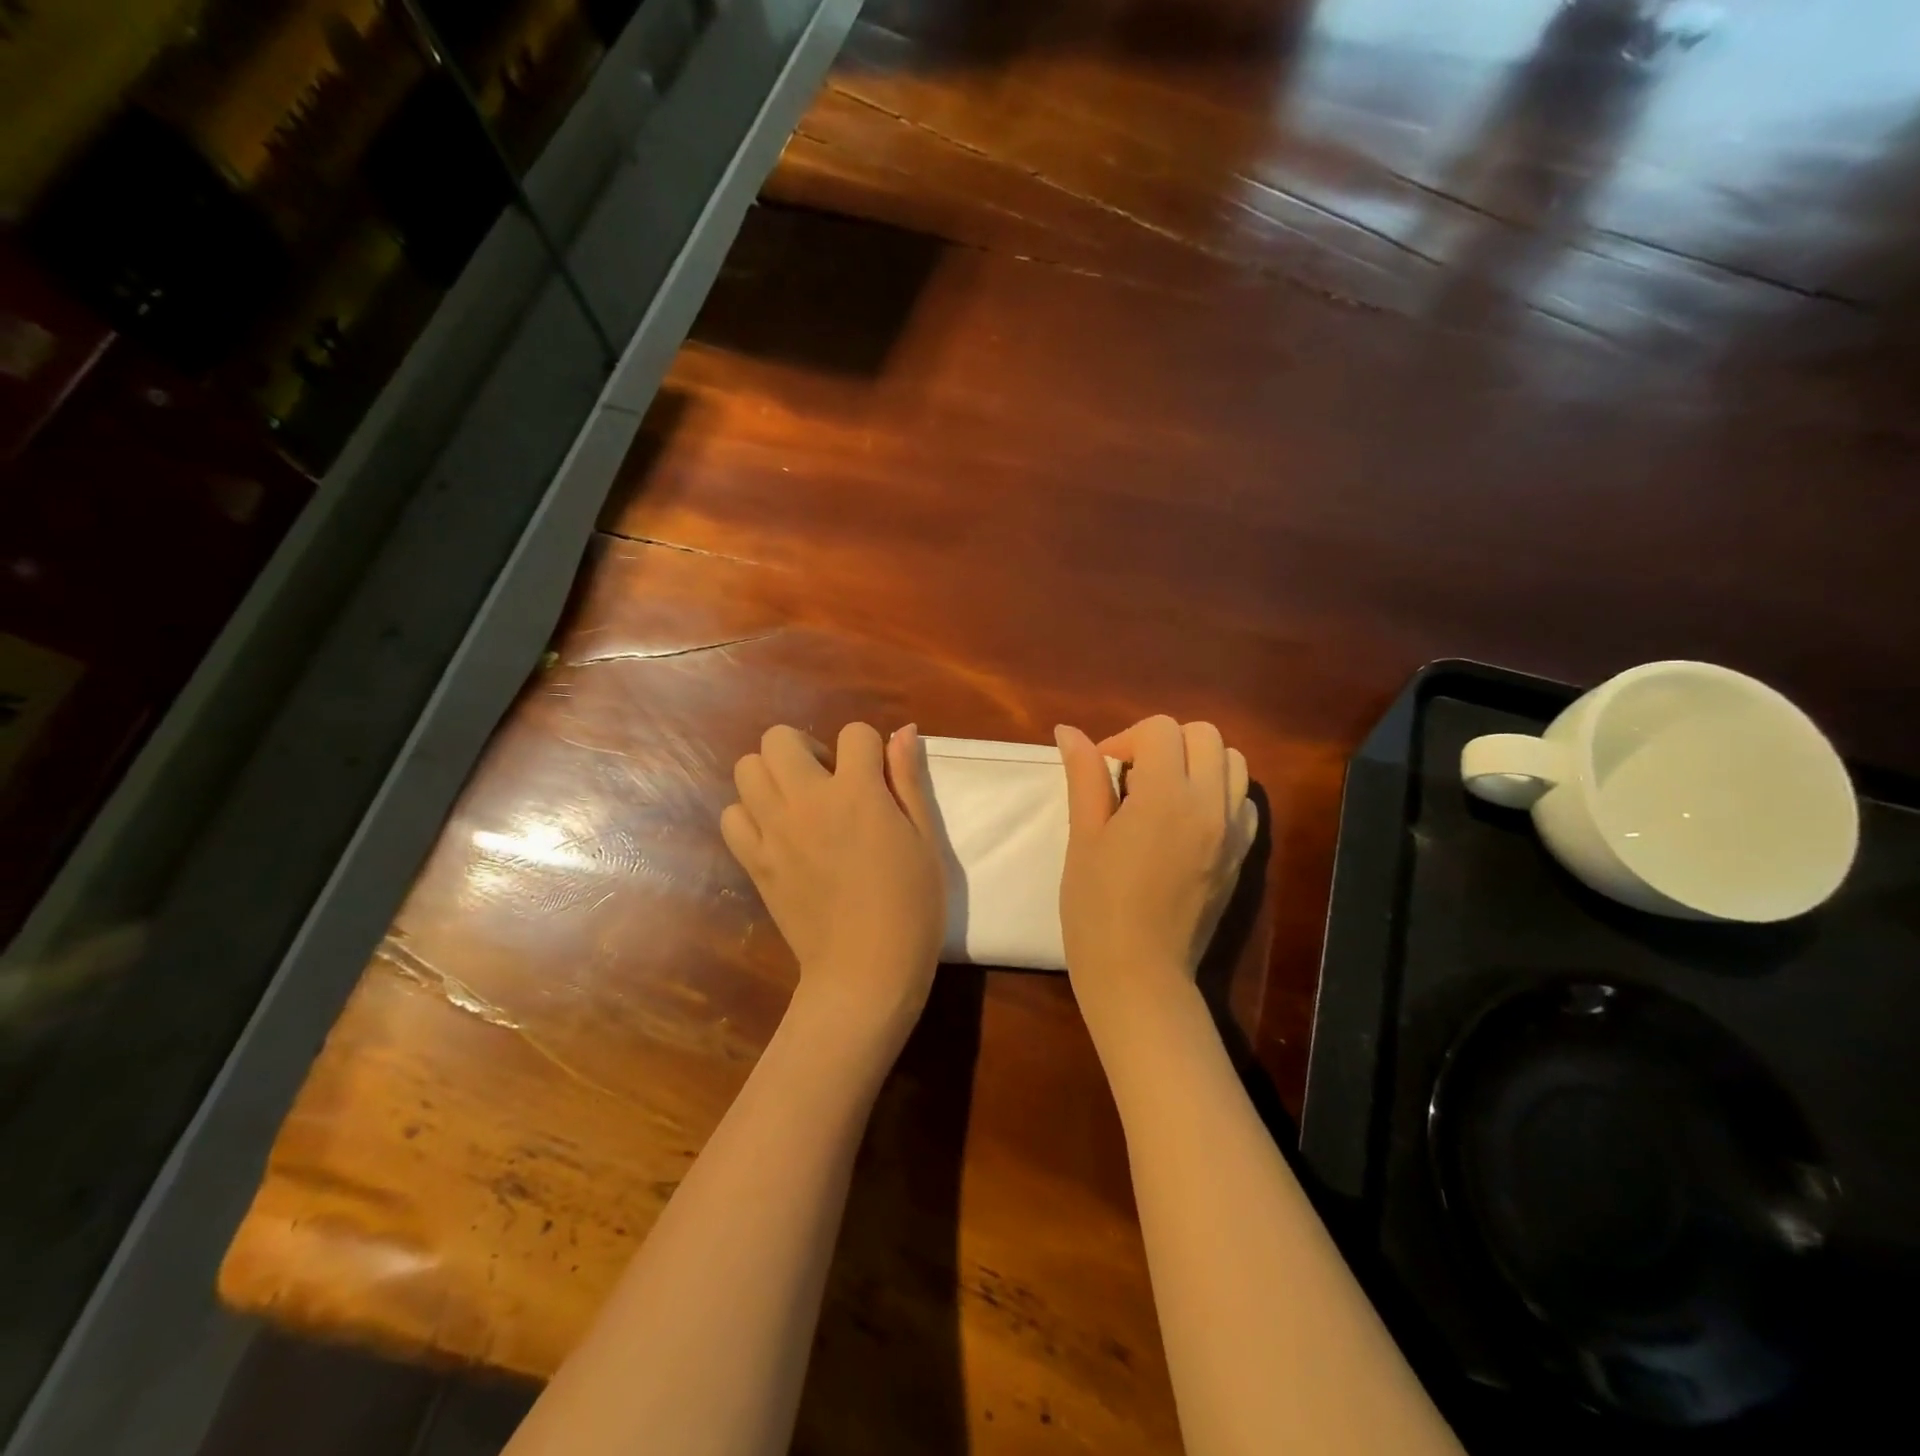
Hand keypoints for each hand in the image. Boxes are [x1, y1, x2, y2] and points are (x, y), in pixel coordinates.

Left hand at [721, 723, 945, 1042]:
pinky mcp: (755, 861)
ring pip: (747, 768)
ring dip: (774, 775)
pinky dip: (750, 815)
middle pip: (780, 738)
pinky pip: (732, 816)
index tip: (878, 778)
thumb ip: (908, 779)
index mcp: (857, 792)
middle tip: (831, 783)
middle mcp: (807, 801)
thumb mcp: (924, 838)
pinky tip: (777, 834)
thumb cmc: (911, 905)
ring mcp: (774, 831)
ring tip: (800, 805)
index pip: (855, 733)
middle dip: (807, 748)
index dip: (869, 749)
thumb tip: (902, 730)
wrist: (866, 970)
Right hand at [1056, 716, 1257, 1034]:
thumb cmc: (1097, 906)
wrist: (1138, 973)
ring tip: (1164, 792)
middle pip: (1205, 735)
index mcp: (1166, 796)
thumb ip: (1085, 776)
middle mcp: (1210, 804)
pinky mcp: (1242, 856)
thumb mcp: (1084, 837)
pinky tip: (1189, 820)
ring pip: (1234, 763)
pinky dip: (1220, 794)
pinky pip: (1244, 802)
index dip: (1126, 739)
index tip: (1104, 771)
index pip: (1161, 729)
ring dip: (1198, 762)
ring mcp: (1233, 831)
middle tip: (1133, 776)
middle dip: (1166, 742)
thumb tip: (1068, 730)